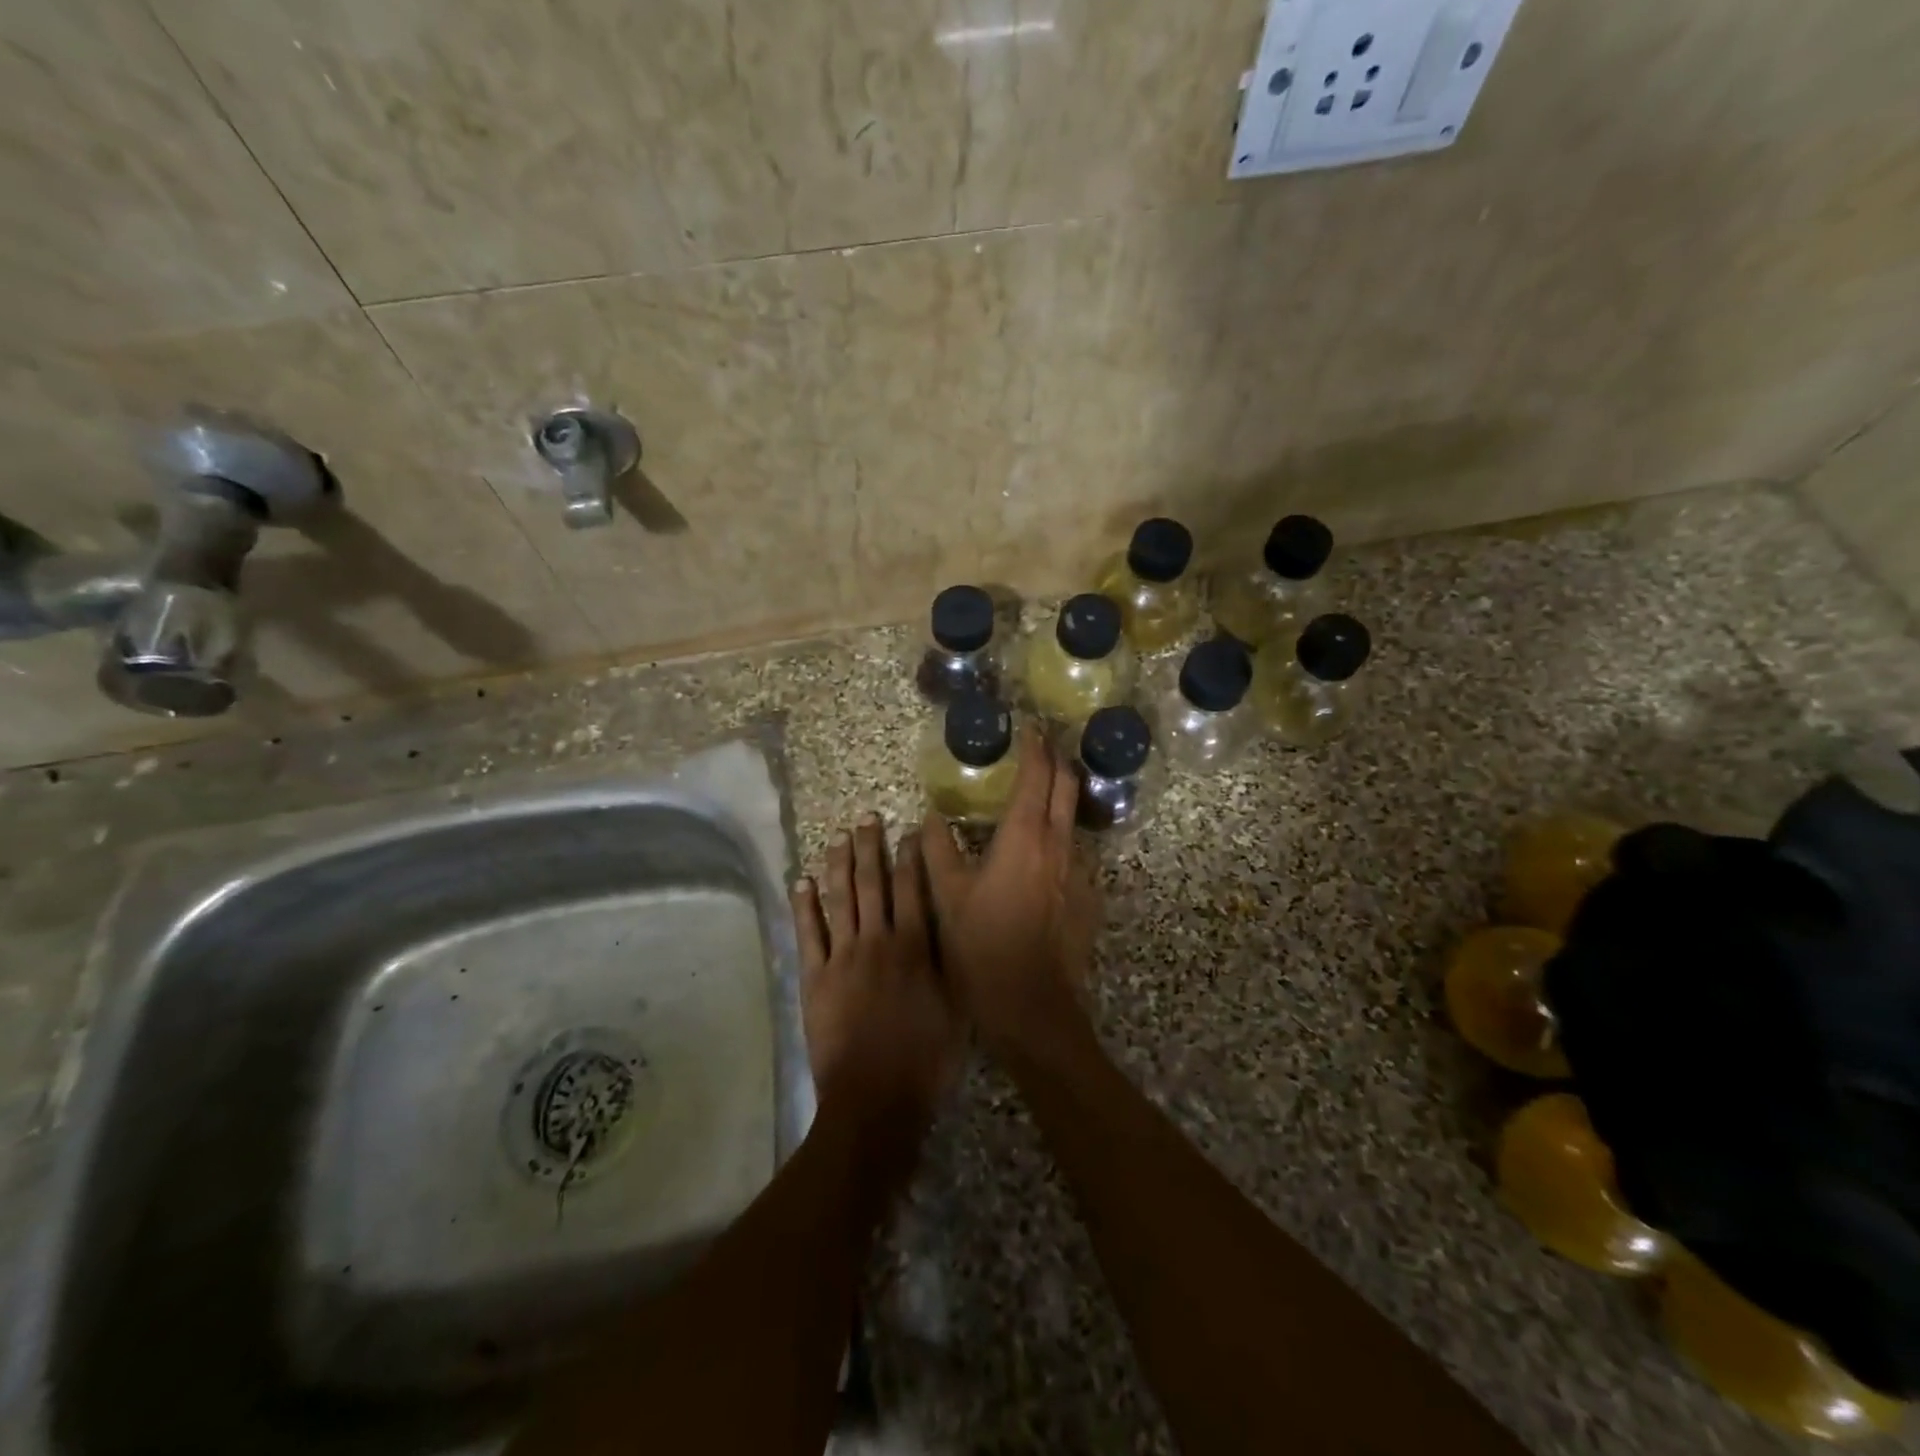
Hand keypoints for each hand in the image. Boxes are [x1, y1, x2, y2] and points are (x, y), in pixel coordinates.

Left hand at [792, 815, 963, 1137]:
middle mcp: (878, 941)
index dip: (910, 856)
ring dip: (839, 865)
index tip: (908, 829)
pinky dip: (805, 906)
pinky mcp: (815, 978)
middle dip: (870, 848)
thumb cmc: (926, 1059)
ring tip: (838, 837)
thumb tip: (950, 922)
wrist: (875, 1100)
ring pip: (840, 899)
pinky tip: (803, 882)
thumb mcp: (958, 1008)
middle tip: (866, 818)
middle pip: (873, 884)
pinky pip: (808, 934)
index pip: (913, 889)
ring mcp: (842, 957)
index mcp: (915, 947)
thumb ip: (951, 962)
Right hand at [921, 725, 1101, 1054]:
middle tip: (1043, 746)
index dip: (1035, 747)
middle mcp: (1059, 846)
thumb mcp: (947, 898)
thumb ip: (937, 852)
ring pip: (1074, 821)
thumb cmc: (982, 948)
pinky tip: (1044, 855)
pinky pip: (1076, 855)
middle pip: (1067, 787)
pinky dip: (1062, 839)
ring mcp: (1079, 874)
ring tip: (1040, 796)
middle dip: (1057, 761)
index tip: (1031, 727)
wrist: (1033, 1008)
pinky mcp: (1088, 899)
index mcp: (1024, 837)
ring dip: (1061, 799)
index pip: (1037, 776)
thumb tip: (930, 818)